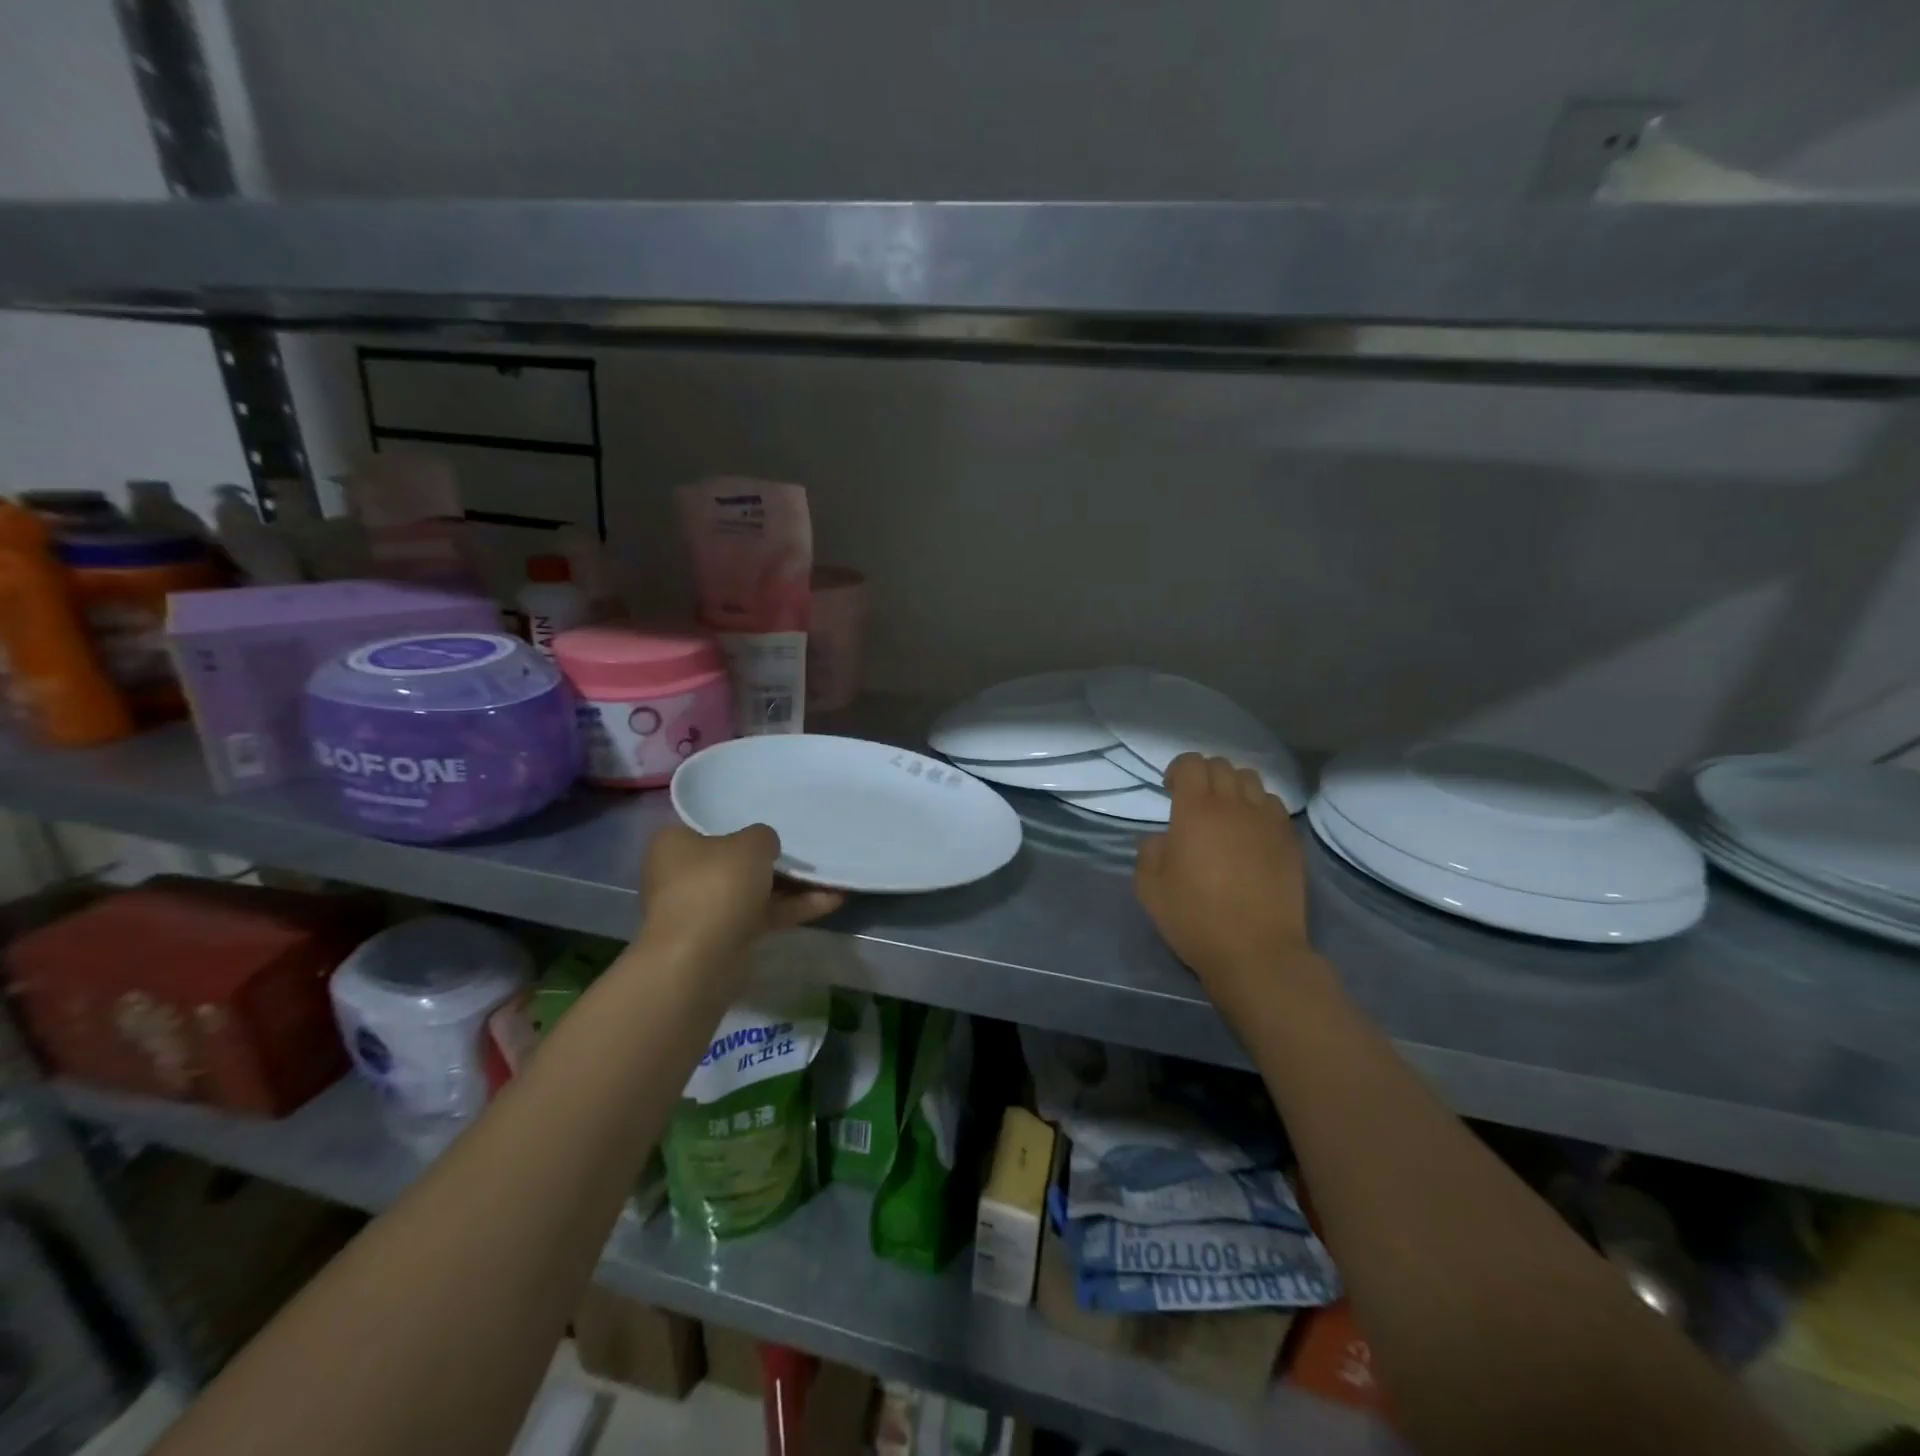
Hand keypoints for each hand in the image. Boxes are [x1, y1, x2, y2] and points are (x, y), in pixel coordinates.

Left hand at [640, 823, 842, 957]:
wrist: (700, 959)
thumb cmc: (717, 885)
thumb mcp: (751, 844)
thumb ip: (763, 836)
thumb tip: (765, 846)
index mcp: (674, 843)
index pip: (709, 825)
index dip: (741, 822)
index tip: (771, 822)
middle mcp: (681, 873)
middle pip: (734, 860)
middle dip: (772, 859)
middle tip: (805, 848)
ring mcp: (702, 908)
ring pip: (752, 890)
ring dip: (790, 886)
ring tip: (830, 875)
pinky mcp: (722, 936)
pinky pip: (761, 915)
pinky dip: (792, 908)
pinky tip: (830, 901)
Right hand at [1134, 754, 1312, 1021]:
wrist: (1256, 951)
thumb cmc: (1195, 918)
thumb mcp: (1150, 889)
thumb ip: (1149, 852)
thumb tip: (1162, 838)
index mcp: (1195, 811)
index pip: (1191, 764)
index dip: (1178, 770)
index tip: (1170, 791)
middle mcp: (1234, 805)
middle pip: (1222, 765)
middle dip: (1204, 775)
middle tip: (1194, 802)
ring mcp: (1266, 821)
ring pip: (1251, 780)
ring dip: (1233, 786)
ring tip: (1225, 812)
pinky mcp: (1289, 839)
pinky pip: (1273, 805)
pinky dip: (1258, 806)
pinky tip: (1250, 831)